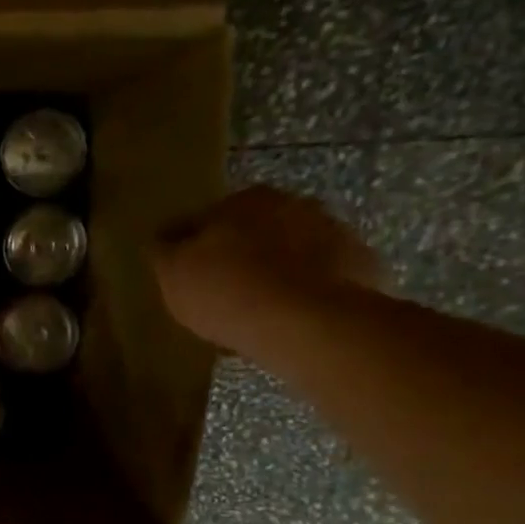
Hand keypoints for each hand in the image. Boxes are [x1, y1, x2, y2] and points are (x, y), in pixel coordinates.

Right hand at [150, 186, 383, 354]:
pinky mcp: (363, 266)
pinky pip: (322, 278)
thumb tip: (160, 238)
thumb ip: (163, 251)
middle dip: (241, 255)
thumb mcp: (172, 274)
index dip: (194, 247)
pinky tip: (291, 320)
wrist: (307, 324)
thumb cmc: (227, 291)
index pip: (207, 218)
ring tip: (258, 312)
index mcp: (244, 199)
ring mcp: (335, 233)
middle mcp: (294, 203)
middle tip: (224, 293)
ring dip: (277, 272)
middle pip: (255, 231)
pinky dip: (307, 292)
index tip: (188, 274)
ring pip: (292, 252)